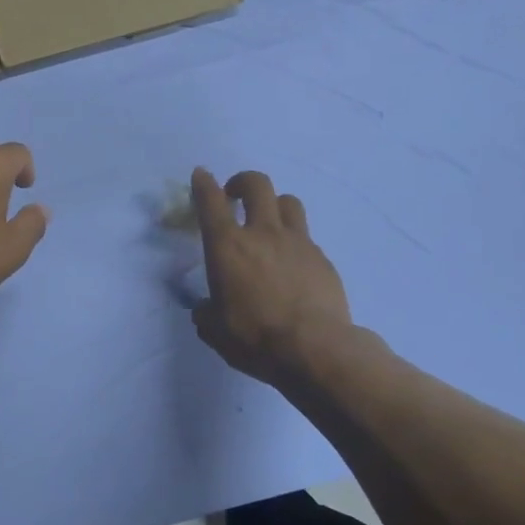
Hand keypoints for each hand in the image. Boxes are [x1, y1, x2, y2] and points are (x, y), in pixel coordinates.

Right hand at [190, 168, 351, 390]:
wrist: (315, 349)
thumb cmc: (255, 337)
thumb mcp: (215, 330)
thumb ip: (206, 313)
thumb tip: (204, 309)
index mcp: (228, 246)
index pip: (211, 201)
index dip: (204, 184)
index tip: (202, 175)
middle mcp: (262, 233)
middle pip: (257, 185)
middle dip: (243, 182)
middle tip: (236, 195)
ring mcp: (297, 242)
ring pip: (288, 202)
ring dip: (274, 205)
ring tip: (269, 223)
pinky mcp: (322, 259)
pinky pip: (306, 238)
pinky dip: (295, 243)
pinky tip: (293, 266)